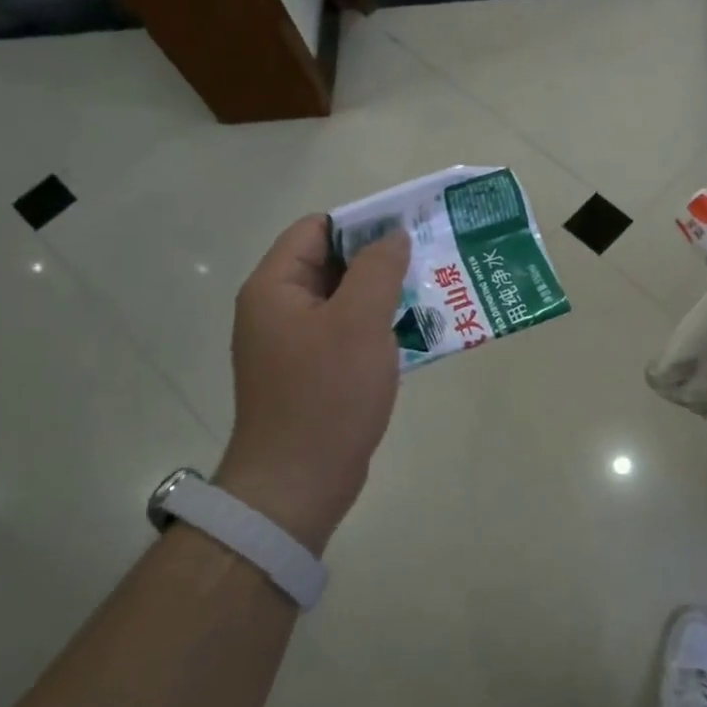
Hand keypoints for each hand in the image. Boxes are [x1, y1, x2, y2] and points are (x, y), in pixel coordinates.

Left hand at [213, 217, 409, 551]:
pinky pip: (347, 336)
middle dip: (380, 261)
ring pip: (344, 302)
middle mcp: (277, 310)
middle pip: (332, 264)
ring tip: (432, 296)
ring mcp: (293, 345)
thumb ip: (378, 269)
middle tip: (429, 262)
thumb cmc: (327, 394)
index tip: (409, 231)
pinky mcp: (311, 375)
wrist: (298, 483)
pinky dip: (378, 330)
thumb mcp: (359, 322)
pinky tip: (415, 336)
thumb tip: (393, 236)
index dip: (362, 223)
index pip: (317, 229)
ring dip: (385, 297)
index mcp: (275, 287)